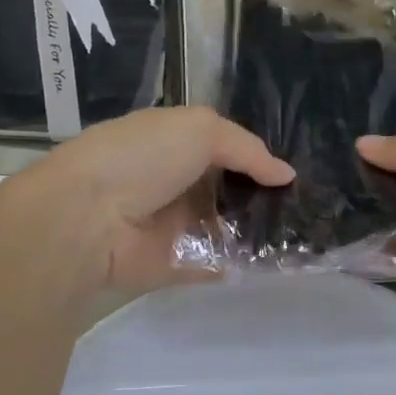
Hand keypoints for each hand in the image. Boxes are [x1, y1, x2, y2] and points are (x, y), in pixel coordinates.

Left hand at [0, 107, 293, 298]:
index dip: (255, 157)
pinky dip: (240, 266)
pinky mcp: (172, 264)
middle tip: (308, 205)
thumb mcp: (200, 129)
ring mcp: (172, 225)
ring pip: (224, 228)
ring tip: (304, 235)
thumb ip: (247, 148)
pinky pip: (213, 264)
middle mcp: (173, 182)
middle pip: (226, 189)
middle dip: (262, 196)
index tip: (292, 171)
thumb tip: (286, 174)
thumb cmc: (142, 158)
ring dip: (257, 231)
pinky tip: (278, 264)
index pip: (222, 148)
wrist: (86, 217)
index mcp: (172, 143)